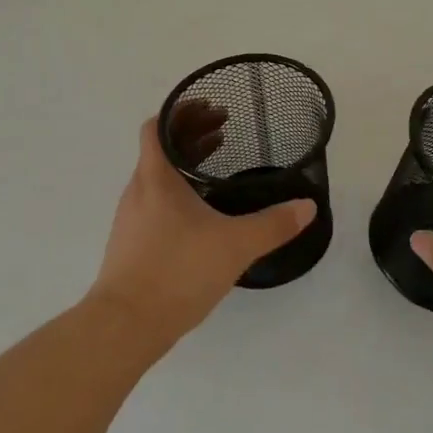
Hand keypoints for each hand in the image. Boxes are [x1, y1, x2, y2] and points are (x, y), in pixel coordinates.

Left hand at [88, 112, 313, 352]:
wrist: (125, 325)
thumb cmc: (177, 271)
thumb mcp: (235, 245)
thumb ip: (274, 225)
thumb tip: (308, 206)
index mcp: (156, 178)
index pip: (157, 126)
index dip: (181, 111)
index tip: (210, 107)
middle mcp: (138, 190)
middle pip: (159, 148)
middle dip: (191, 134)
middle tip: (224, 130)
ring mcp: (131, 218)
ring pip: (157, 176)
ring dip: (184, 163)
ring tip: (216, 164)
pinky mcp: (131, 244)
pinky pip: (154, 201)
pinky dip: (177, 191)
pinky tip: (201, 212)